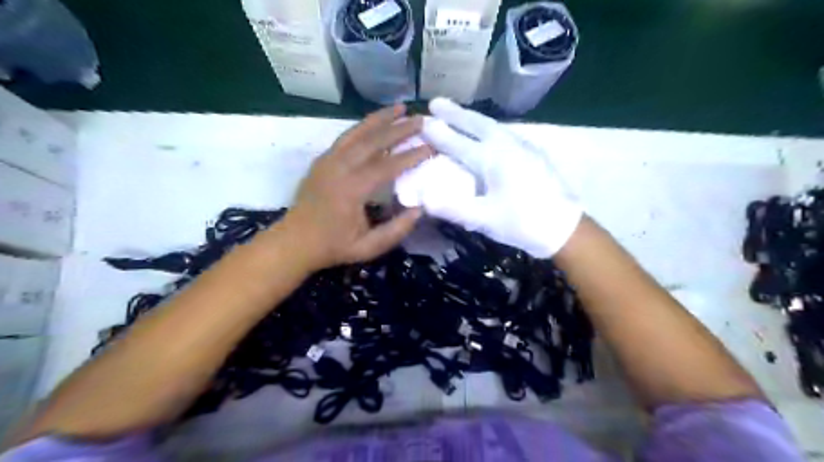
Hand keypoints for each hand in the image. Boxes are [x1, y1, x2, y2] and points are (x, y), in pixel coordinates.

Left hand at [282, 106, 430, 269]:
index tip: (430, 147)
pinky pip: (346, 137)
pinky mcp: (322, 160)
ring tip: (400, 108)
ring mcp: (328, 160)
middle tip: (420, 119)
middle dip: (399, 129)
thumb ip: (396, 230)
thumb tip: (418, 209)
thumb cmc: (332, 247)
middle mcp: (339, 168)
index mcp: (351, 189)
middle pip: (373, 141)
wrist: (293, 242)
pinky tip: (375, 123)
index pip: (388, 166)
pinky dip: (363, 127)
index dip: (411, 156)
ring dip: (380, 118)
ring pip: (357, 132)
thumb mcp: (368, 248)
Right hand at [419, 98, 577, 256]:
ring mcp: (523, 147)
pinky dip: (488, 127)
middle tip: (436, 102)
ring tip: (458, 113)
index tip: (421, 120)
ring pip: (493, 125)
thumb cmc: (523, 223)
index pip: (459, 143)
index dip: (439, 133)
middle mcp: (507, 146)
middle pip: (477, 124)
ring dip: (472, 118)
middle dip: (455, 113)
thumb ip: (453, 208)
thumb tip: (423, 198)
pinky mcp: (533, 154)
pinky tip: (488, 132)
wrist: (565, 227)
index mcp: (493, 159)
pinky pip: (504, 132)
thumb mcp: (485, 220)